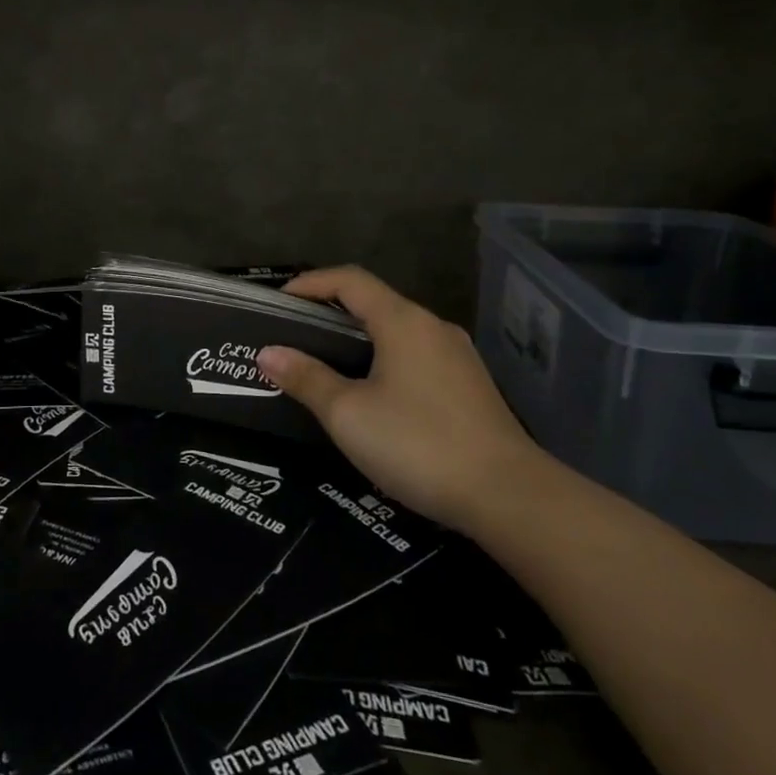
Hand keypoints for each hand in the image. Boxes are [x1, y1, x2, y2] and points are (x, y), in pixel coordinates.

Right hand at [256, 266, 540, 529]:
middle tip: (295, 337)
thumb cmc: (418, 444)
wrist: (508, 495)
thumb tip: (268, 353)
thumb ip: (306, 379)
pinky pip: (416, 356)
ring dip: (358, 339)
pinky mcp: (470, 385)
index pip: (349, 280)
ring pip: (397, 331)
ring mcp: (457, 355)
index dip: (310, 283)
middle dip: (330, 313)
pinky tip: (372, 394)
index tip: (279, 301)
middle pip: (374, 303)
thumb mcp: (348, 414)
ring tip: (326, 366)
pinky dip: (384, 359)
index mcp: (403, 321)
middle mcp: (433, 327)